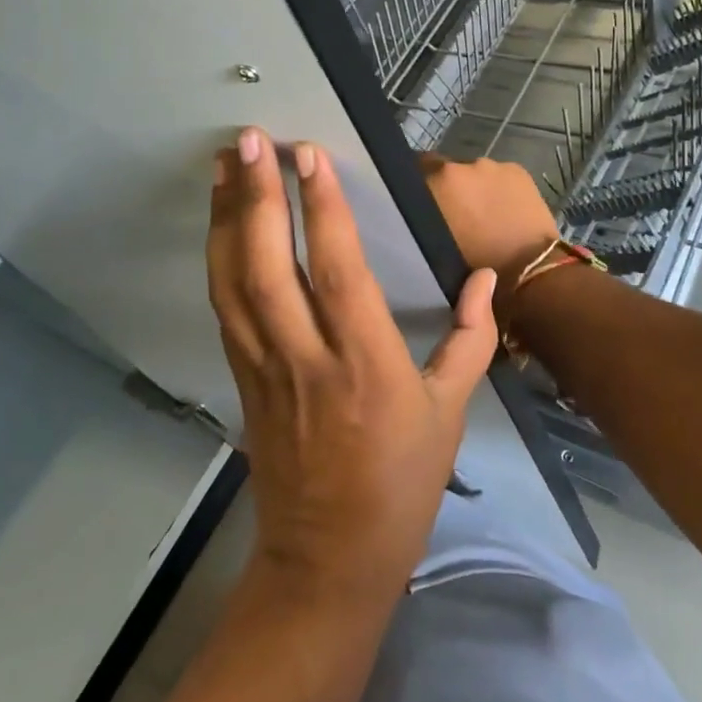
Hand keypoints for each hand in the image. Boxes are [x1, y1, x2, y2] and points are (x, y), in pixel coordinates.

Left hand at [208, 128, 498, 596]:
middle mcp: (305, 358)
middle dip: (256, 196)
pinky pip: (225, 310)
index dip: (321, 208)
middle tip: (249, 140)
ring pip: (233, 283)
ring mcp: (264, 369)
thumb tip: (483, 277)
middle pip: (268, 266)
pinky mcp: (242, 379)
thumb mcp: (450, 413)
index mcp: (366, 364)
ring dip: (225, 218)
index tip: (308, 155)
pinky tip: (220, 225)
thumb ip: (472, 338)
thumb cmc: (400, 483)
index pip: (337, 270)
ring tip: (224, 166)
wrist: (329, 562)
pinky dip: (218, 259)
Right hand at [418, 153, 557, 303]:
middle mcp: (461, 165)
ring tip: (484, 214)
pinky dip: (498, 188)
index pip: (416, 170)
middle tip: (456, 213)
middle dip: (449, 187)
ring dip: (475, 188)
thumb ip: (425, 219)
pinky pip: (499, 176)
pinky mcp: (517, 170)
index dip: (420, 186)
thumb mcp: (435, 245)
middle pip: (447, 170)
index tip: (424, 202)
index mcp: (437, 182)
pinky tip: (506, 210)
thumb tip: (424, 209)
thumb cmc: (475, 266)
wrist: (529, 270)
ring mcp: (492, 165)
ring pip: (475, 174)